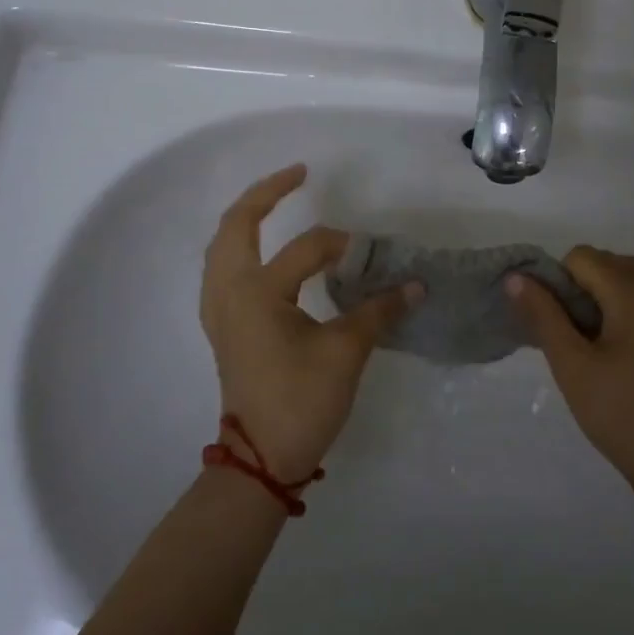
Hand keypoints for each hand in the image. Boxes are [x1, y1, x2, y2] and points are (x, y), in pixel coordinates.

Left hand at [200, 164, 418, 482]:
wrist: (262, 459)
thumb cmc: (301, 402)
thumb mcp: (346, 352)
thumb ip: (378, 310)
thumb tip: (414, 284)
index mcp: (256, 293)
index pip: (306, 250)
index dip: (343, 246)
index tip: (372, 253)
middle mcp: (229, 292)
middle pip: (235, 225)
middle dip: (265, 194)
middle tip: (297, 174)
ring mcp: (219, 310)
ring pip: (222, 246)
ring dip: (245, 218)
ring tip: (273, 201)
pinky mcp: (222, 326)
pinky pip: (221, 268)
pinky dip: (238, 247)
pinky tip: (258, 251)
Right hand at [507, 248, 633, 501]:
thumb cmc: (622, 415)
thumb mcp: (572, 366)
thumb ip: (542, 314)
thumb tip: (517, 276)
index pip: (581, 257)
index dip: (562, 287)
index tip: (565, 330)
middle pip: (612, 264)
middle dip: (590, 291)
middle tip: (585, 344)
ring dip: (618, 300)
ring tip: (612, 351)